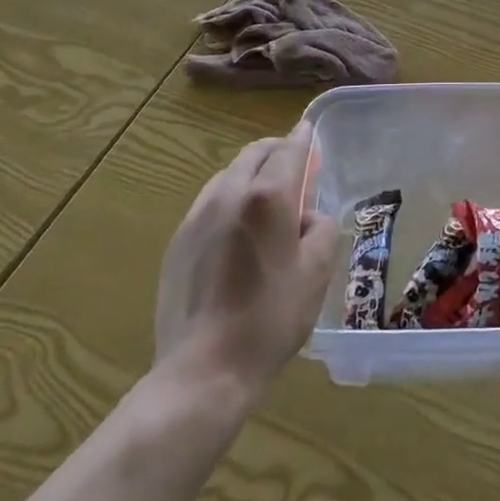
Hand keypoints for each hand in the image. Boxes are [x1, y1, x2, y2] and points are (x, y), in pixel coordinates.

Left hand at [153, 122, 338, 395]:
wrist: (204, 370)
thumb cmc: (271, 318)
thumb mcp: (317, 271)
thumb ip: (321, 228)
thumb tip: (308, 217)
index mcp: (268, 197)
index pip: (289, 150)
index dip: (303, 138)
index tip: (310, 130)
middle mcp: (229, 195)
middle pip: (254, 154)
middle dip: (276, 151)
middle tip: (295, 164)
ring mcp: (197, 218)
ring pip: (228, 176)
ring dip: (251, 174)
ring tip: (267, 197)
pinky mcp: (177, 243)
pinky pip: (209, 203)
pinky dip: (229, 199)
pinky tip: (238, 230)